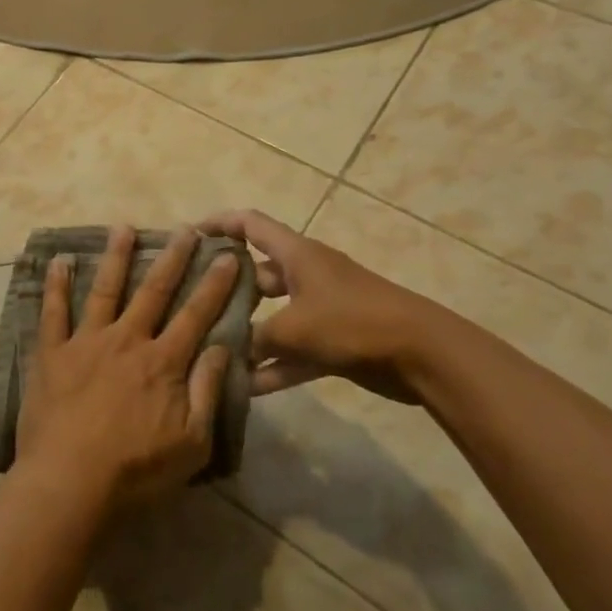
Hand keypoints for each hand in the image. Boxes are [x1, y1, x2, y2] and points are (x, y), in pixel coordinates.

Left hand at [15, 225, 239, 511]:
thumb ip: (207, 391)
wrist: (70, 481)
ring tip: (124, 228)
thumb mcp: (192, 443)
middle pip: (153, 291)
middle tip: (185, 229)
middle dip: (172, 258)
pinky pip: (53, 312)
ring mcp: (86, 342)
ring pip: (104, 289)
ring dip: (116, 257)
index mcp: (163, 362)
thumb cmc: (136, 470)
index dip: (214, 285)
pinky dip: (56, 285)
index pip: (196, 315)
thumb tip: (224, 348)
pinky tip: (59, 260)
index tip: (226, 256)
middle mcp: (127, 340)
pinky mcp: (52, 353)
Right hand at [199, 209, 443, 403]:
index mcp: (297, 255)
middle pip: (257, 273)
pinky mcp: (334, 342)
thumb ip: (255, 338)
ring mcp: (321, 309)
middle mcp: (306, 275)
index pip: (251, 224)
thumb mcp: (294, 328)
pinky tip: (246, 388)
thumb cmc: (352, 322)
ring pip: (273, 316)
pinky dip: (274, 365)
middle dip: (226, 288)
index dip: (220, 223)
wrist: (421, 355)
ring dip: (249, 333)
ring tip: (212, 348)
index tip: (190, 235)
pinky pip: (294, 351)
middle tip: (192, 303)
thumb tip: (226, 349)